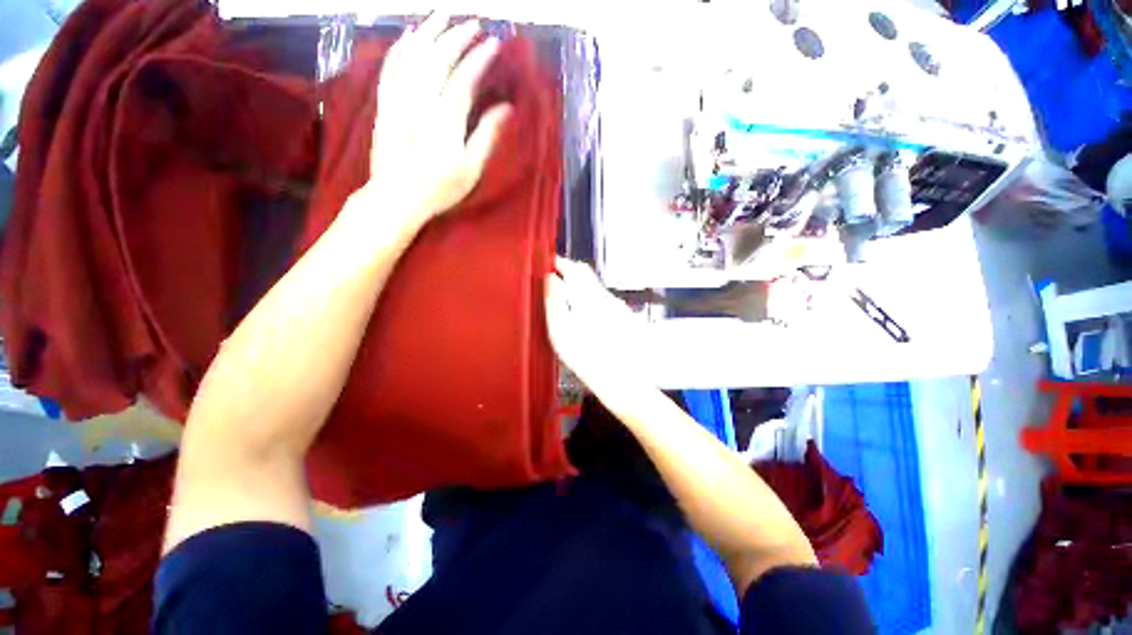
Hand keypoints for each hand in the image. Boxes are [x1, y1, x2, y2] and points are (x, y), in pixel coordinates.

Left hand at [364, 13, 511, 224]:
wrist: (396, 197)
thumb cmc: (440, 188)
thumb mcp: (471, 168)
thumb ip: (487, 135)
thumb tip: (506, 108)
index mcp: (446, 117)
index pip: (465, 77)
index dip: (480, 58)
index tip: (494, 43)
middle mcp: (421, 99)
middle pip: (438, 57)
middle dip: (457, 35)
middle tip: (473, 22)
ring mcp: (398, 98)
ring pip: (413, 54)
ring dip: (429, 30)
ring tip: (442, 14)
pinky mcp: (384, 102)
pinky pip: (391, 66)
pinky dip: (401, 47)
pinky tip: (409, 36)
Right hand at [545, 259, 651, 402]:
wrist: (624, 382)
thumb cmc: (587, 359)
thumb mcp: (561, 331)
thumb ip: (555, 301)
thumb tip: (551, 279)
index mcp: (590, 297)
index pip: (575, 268)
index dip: (560, 264)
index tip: (549, 266)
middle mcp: (607, 297)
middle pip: (587, 277)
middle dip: (570, 276)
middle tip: (554, 285)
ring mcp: (619, 308)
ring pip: (595, 290)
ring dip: (580, 291)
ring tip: (567, 306)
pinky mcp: (625, 319)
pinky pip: (604, 303)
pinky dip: (591, 304)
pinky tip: (586, 322)